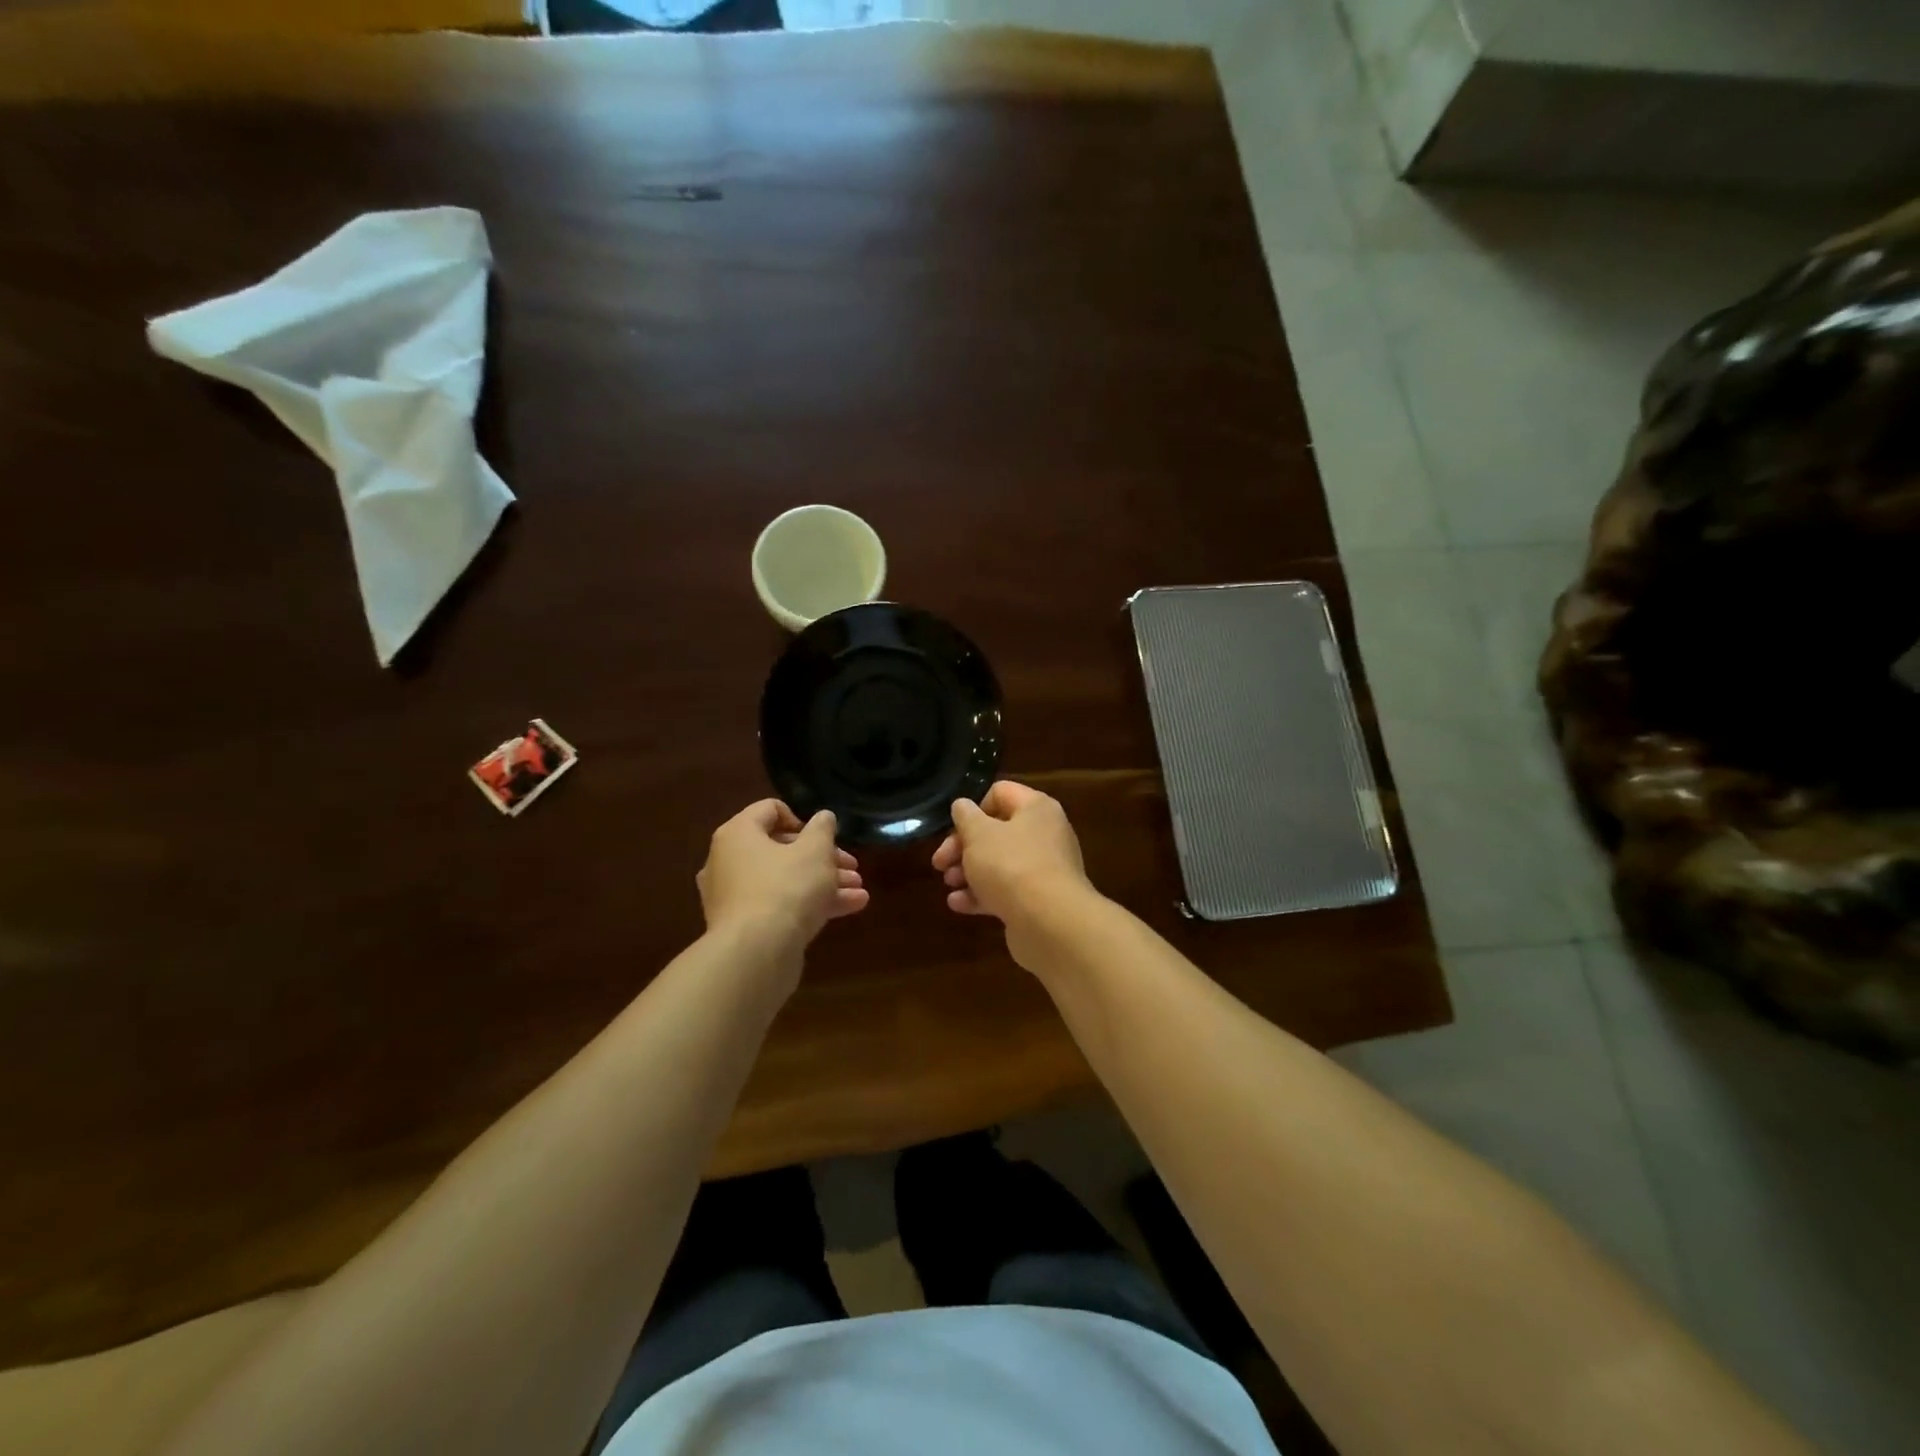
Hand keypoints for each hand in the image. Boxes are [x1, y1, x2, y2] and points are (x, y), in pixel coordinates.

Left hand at [697, 801, 868, 957]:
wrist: (756, 955)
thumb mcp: (815, 851)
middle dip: (823, 857)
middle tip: (851, 866)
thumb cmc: (786, 888)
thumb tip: (823, 817)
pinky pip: (780, 906)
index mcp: (738, 834)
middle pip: (781, 849)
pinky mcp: (745, 928)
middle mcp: (728, 862)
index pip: (769, 810)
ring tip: (858, 890)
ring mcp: (734, 898)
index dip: (802, 818)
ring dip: (824, 882)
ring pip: (785, 881)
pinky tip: (849, 908)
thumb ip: (823, 829)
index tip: (824, 837)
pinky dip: (810, 904)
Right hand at [931, 781, 1091, 942]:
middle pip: (996, 831)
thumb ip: (965, 816)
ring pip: (999, 863)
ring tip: (948, 883)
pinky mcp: (1038, 901)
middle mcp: (1045, 834)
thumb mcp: (978, 834)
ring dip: (969, 872)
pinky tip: (957, 904)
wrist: (1050, 923)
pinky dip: (981, 895)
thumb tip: (962, 806)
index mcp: (1036, 809)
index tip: (954, 828)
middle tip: (939, 862)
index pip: (1000, 793)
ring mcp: (1044, 870)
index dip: (973, 808)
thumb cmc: (1011, 866)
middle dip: (963, 846)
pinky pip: (1006, 891)